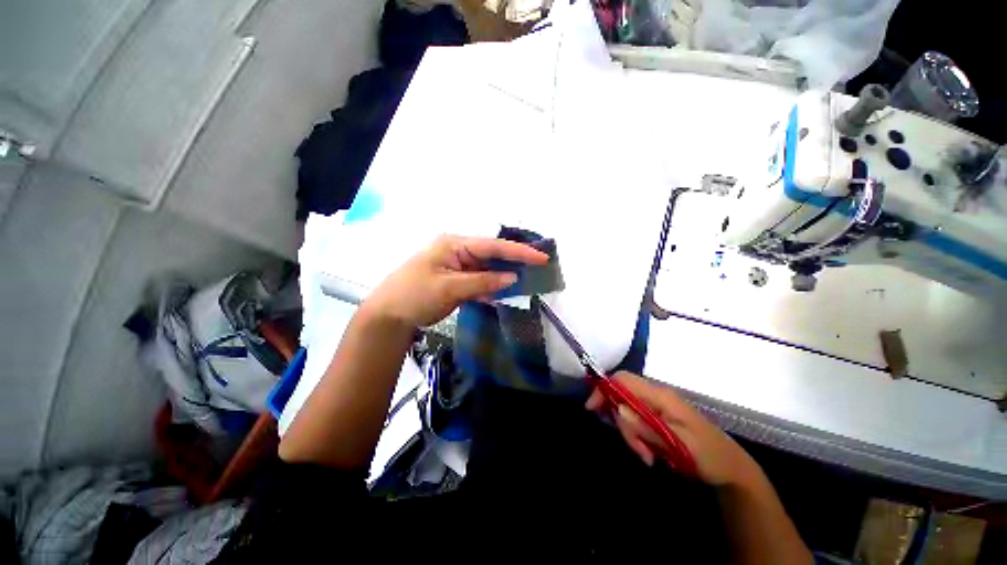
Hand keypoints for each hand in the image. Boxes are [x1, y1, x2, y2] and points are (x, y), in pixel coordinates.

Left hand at [363, 234, 547, 327]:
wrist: (389, 315)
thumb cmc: (415, 295)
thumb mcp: (450, 288)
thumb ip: (483, 282)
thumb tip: (512, 278)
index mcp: (455, 245)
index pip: (493, 246)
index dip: (519, 252)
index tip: (541, 257)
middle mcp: (459, 251)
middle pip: (492, 255)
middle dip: (515, 261)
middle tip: (540, 267)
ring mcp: (458, 267)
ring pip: (488, 269)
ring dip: (505, 276)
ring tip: (529, 280)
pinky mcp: (458, 281)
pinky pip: (480, 281)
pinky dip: (492, 287)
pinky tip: (505, 292)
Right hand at [586, 371, 758, 486]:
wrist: (732, 468)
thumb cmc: (708, 455)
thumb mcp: (677, 444)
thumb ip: (646, 427)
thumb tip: (617, 409)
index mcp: (661, 396)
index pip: (623, 380)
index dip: (604, 389)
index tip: (593, 409)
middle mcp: (656, 396)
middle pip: (622, 396)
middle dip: (622, 422)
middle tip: (637, 450)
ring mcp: (657, 406)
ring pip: (628, 411)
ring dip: (631, 433)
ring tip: (647, 456)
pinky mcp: (658, 417)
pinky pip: (637, 420)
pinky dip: (637, 436)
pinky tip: (649, 453)